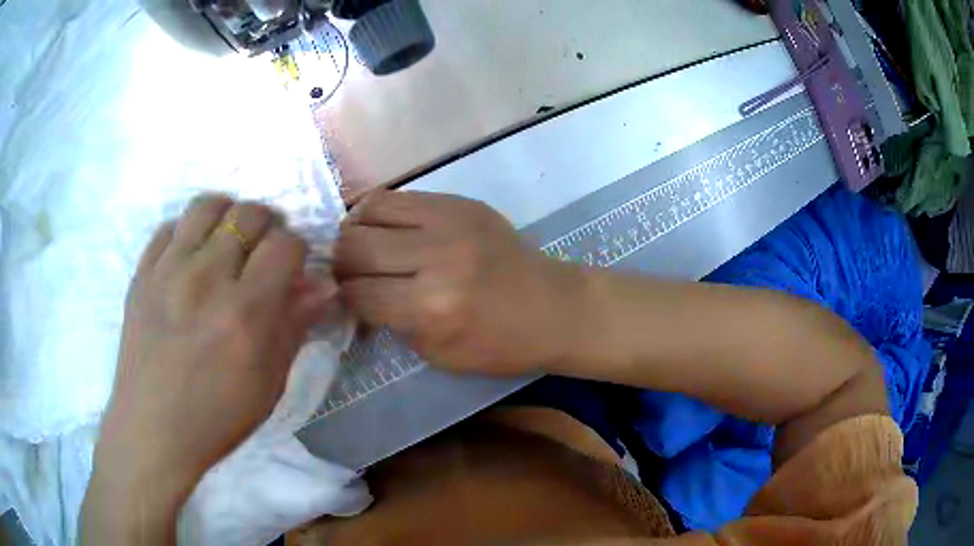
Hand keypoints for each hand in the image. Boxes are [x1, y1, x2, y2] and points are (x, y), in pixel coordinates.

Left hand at [81, 195, 333, 542]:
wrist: (152, 429)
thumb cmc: (217, 417)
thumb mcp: (268, 384)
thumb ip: (295, 326)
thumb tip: (324, 285)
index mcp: (244, 312)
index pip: (285, 245)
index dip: (297, 252)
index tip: (291, 272)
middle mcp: (206, 277)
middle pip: (249, 214)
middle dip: (266, 228)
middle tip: (260, 257)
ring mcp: (168, 269)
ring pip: (208, 205)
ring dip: (227, 216)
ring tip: (226, 244)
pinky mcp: (142, 272)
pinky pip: (170, 225)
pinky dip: (187, 232)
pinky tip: (190, 258)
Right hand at [334, 191, 584, 374]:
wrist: (554, 308)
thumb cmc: (500, 345)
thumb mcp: (437, 354)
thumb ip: (391, 323)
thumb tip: (356, 294)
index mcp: (431, 308)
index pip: (357, 293)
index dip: (341, 298)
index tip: (342, 298)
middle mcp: (435, 257)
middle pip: (353, 245)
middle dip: (339, 263)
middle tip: (347, 273)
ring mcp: (449, 221)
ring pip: (369, 209)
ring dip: (355, 231)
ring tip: (362, 245)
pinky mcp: (460, 202)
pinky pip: (399, 196)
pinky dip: (379, 212)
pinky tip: (384, 227)